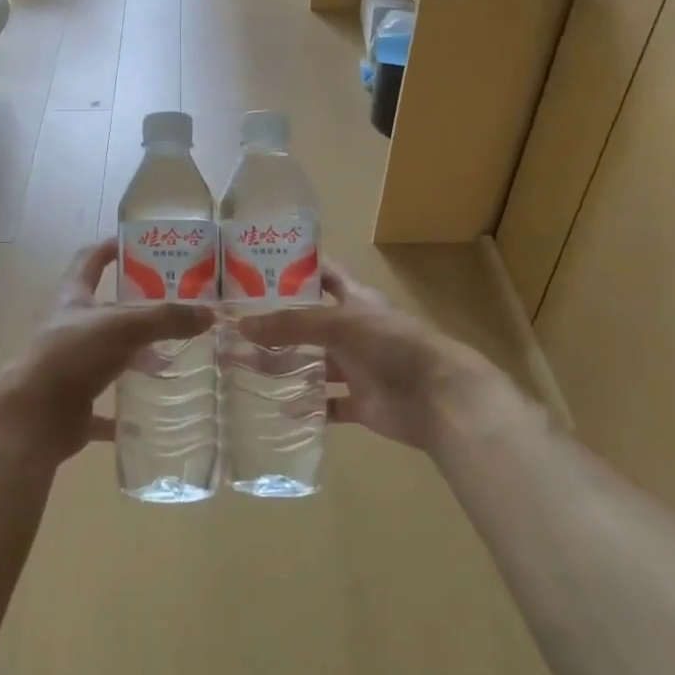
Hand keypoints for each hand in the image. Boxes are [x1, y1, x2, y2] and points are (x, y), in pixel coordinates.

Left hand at [0, 239, 213, 463]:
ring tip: (172, 358)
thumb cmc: (71, 356)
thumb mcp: (122, 327)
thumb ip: (165, 319)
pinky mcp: (74, 403)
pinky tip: (149, 414)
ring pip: (108, 356)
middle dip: (136, 309)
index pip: (89, 261)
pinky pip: (105, 406)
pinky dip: (125, 411)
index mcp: (72, 299)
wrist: (32, 417)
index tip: (136, 244)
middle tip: (173, 307)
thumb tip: (209, 314)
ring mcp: (70, 367)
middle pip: (104, 311)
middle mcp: (68, 329)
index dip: (109, 249)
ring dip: (134, 357)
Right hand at [239, 261, 518, 452]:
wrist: (438, 396)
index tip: (258, 265)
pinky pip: (328, 404)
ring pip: (314, 365)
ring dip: (284, 367)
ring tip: (243, 368)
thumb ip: (291, 325)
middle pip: (308, 324)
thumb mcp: (338, 324)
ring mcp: (358, 367)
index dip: (295, 268)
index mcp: (354, 300)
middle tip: (236, 327)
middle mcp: (353, 330)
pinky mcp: (362, 402)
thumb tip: (241, 325)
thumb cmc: (391, 344)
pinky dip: (307, 408)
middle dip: (276, 326)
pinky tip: (280, 409)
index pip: (323, 274)